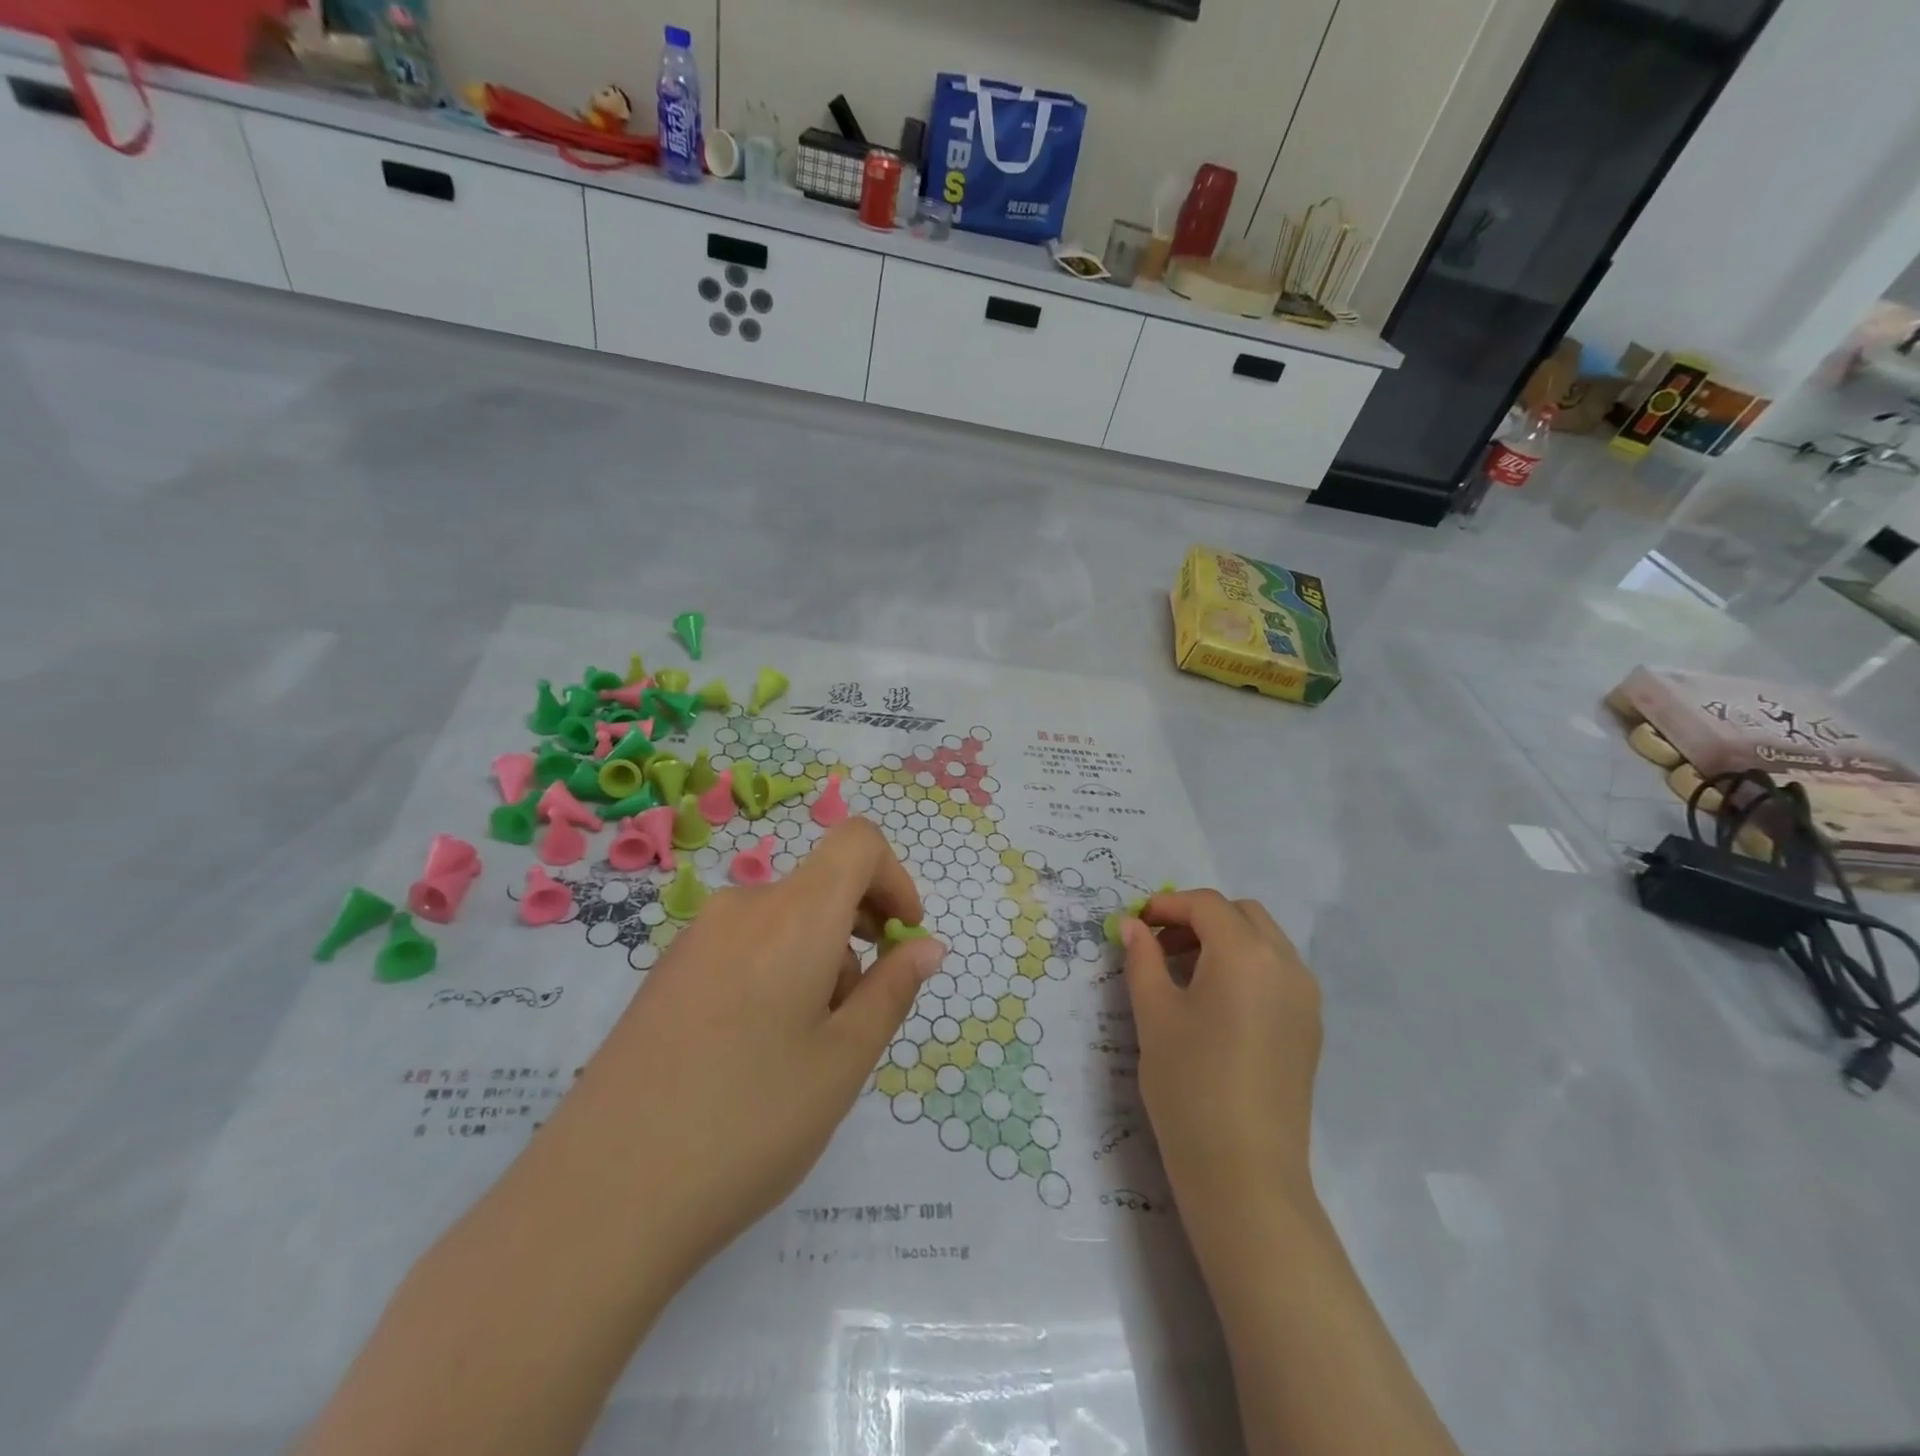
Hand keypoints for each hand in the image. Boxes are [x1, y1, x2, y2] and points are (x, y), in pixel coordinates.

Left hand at [574, 818, 946, 1275]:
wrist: (600, 1198)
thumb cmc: (749, 1123)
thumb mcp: (843, 1061)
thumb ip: (892, 990)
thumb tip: (926, 946)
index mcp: (793, 915)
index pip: (858, 842)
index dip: (895, 878)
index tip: (903, 939)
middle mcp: (741, 908)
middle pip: (821, 886)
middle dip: (858, 933)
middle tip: (858, 1016)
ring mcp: (695, 939)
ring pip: (783, 921)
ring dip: (817, 961)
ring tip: (802, 1052)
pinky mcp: (665, 973)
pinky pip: (742, 946)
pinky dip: (775, 972)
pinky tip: (753, 1055)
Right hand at [1120, 891, 1321, 1236]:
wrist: (1245, 1172)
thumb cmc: (1190, 1084)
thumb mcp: (1154, 1014)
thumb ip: (1142, 959)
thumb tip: (1132, 925)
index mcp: (1246, 954)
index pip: (1206, 905)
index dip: (1167, 906)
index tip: (1136, 924)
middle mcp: (1285, 964)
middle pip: (1241, 914)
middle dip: (1198, 918)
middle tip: (1161, 947)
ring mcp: (1305, 997)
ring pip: (1264, 940)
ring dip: (1224, 940)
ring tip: (1184, 974)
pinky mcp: (1310, 1027)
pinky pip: (1277, 971)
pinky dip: (1246, 965)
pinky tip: (1216, 1002)